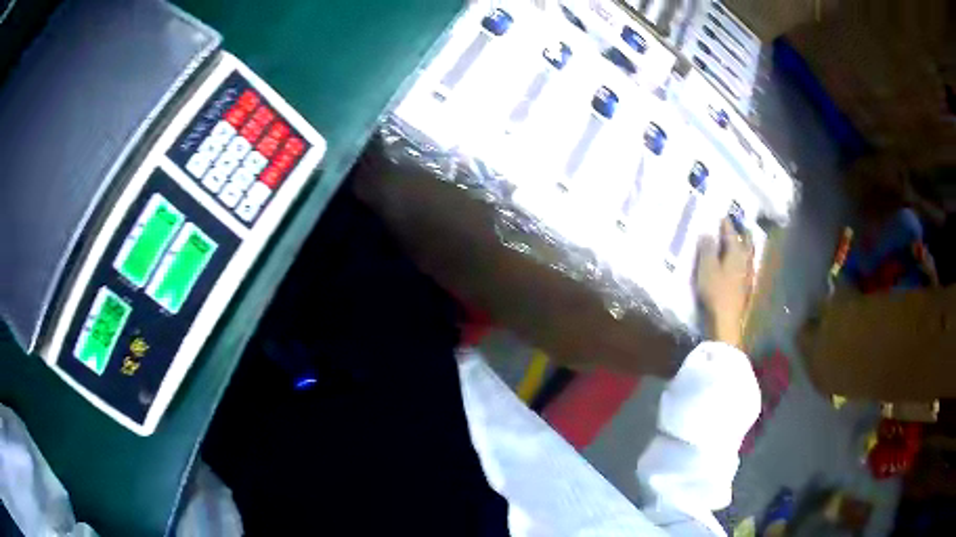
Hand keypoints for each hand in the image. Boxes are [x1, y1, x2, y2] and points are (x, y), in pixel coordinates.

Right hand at [696, 218, 754, 347]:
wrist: (726, 321)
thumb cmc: (715, 292)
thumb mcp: (706, 268)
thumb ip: (707, 248)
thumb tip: (707, 233)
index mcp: (736, 252)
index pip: (730, 232)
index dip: (725, 223)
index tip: (721, 215)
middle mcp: (746, 260)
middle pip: (746, 241)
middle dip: (741, 232)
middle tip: (738, 224)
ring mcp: (748, 275)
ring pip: (749, 254)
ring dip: (745, 245)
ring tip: (741, 241)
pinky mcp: (747, 287)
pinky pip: (748, 266)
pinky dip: (744, 260)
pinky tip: (741, 264)